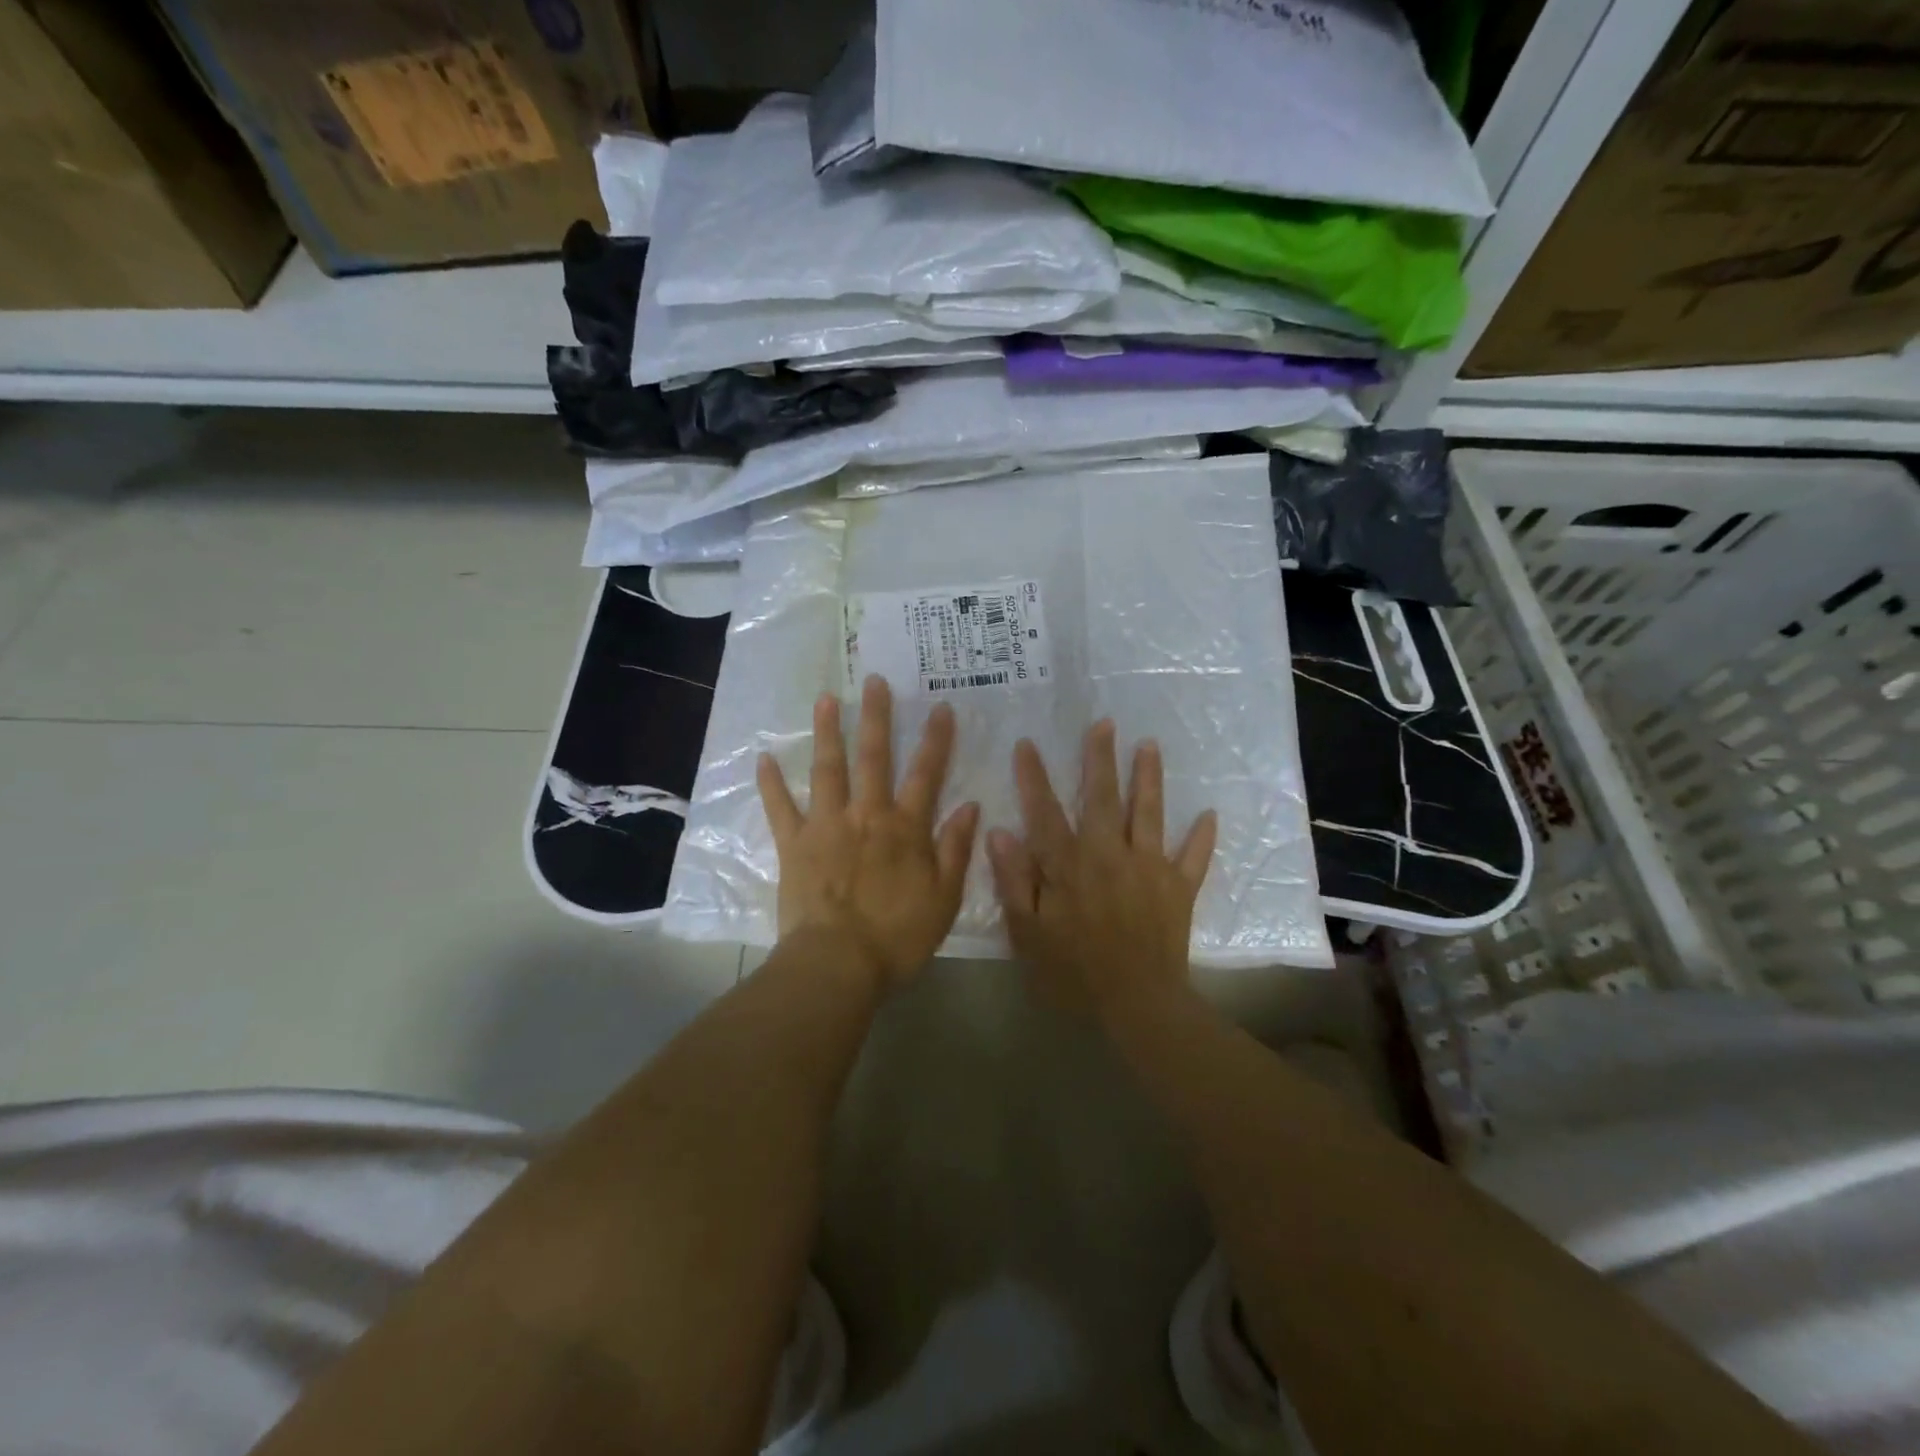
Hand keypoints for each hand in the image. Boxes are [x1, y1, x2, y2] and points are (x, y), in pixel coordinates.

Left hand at [758, 675, 980, 987]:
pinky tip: (763, 758)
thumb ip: (955, 849)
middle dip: (877, 717)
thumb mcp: (944, 898)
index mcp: (905, 828)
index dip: (935, 740)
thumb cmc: (898, 937)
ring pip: (828, 769)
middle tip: (874, 680)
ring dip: (828, 732)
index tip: (941, 706)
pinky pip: (780, 808)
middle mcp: (866, 815)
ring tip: (826, 699)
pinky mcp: (794, 844)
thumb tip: (970, 806)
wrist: (838, 963)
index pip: (925, 774)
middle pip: (873, 758)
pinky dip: (771, 784)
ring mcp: (826, 826)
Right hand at [986, 722, 1216, 1021]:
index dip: (1034, 777)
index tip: (1027, 744)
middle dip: (1100, 758)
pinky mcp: (1179, 887)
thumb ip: (1015, 881)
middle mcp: (1109, 854)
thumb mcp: (1028, 933)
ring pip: (1148, 813)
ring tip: (1150, 745)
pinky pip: (1193, 857)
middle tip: (1103, 723)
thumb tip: (1000, 832)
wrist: (1138, 1004)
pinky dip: (1201, 837)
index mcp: (1070, 865)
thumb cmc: (1074, 972)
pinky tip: (1209, 814)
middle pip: (1103, 797)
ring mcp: (1149, 867)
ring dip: (1149, 778)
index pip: (1045, 812)